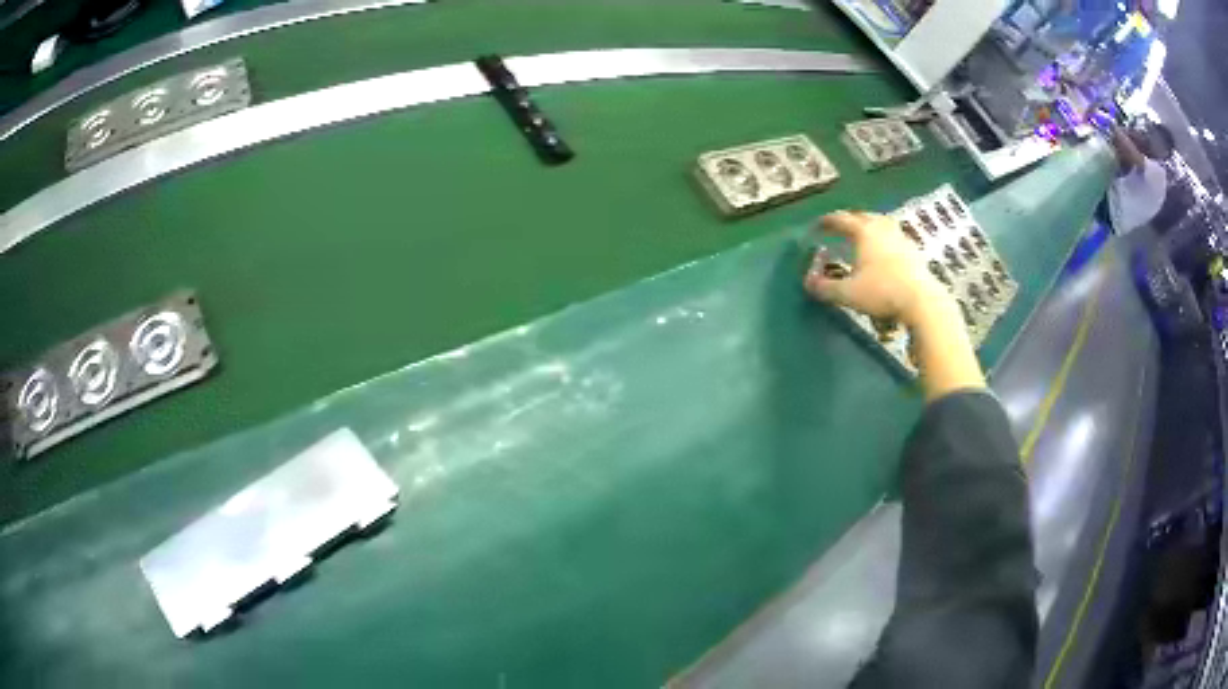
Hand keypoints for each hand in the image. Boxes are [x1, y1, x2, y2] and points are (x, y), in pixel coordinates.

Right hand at [803, 211, 947, 327]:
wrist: (922, 301)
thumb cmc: (882, 292)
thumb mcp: (848, 294)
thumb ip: (826, 288)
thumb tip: (808, 283)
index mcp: (864, 231)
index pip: (841, 219)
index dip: (827, 222)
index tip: (818, 225)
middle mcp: (882, 228)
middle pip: (863, 216)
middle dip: (850, 220)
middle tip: (840, 228)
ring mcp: (901, 237)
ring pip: (881, 224)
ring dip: (869, 227)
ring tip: (863, 237)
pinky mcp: (914, 251)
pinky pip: (894, 237)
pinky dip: (884, 240)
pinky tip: (883, 253)